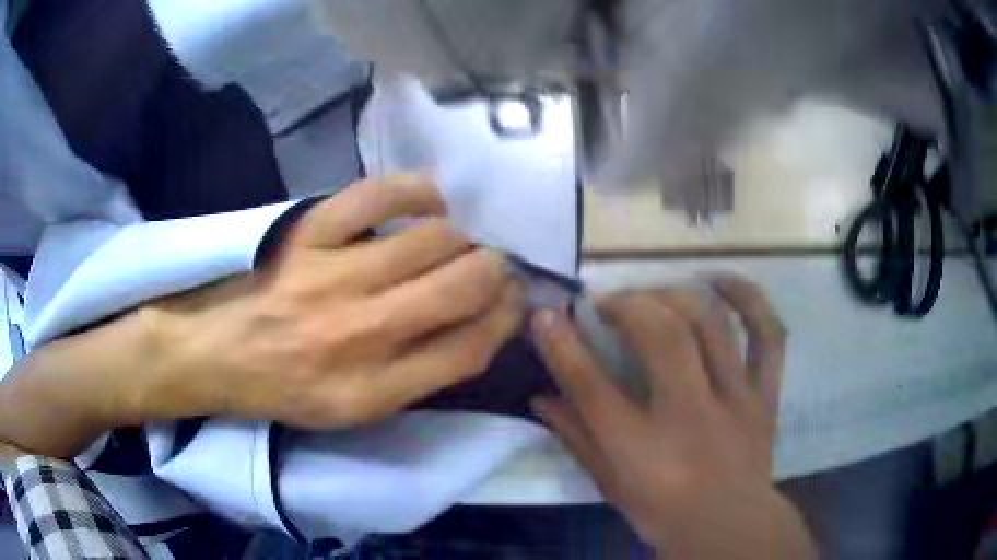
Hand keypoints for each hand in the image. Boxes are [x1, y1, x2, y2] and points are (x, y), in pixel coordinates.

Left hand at [141, 174, 525, 428]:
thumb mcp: (353, 412)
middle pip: (463, 287)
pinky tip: (427, 203)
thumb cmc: (285, 388)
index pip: (470, 350)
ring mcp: (332, 276)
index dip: (506, 318)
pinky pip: (380, 196)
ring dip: (459, 239)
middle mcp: (360, 334)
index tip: (514, 301)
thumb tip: (475, 328)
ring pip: (433, 239)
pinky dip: (417, 193)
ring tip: (452, 243)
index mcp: (373, 390)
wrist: (215, 353)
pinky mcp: (308, 233)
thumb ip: (416, 377)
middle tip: (491, 266)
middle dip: (495, 272)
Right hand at [530, 278, 814, 557]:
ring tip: (654, 295)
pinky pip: (768, 335)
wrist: (729, 528)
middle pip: (661, 337)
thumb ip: (575, 437)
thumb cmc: (663, 512)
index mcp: (642, 449)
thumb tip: (539, 396)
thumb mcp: (609, 484)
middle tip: (607, 302)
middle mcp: (691, 416)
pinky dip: (749, 299)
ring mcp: (735, 399)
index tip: (546, 314)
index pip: (592, 387)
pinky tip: (721, 283)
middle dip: (627, 304)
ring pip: (712, 324)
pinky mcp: (765, 394)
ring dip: (676, 295)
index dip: (562, 344)